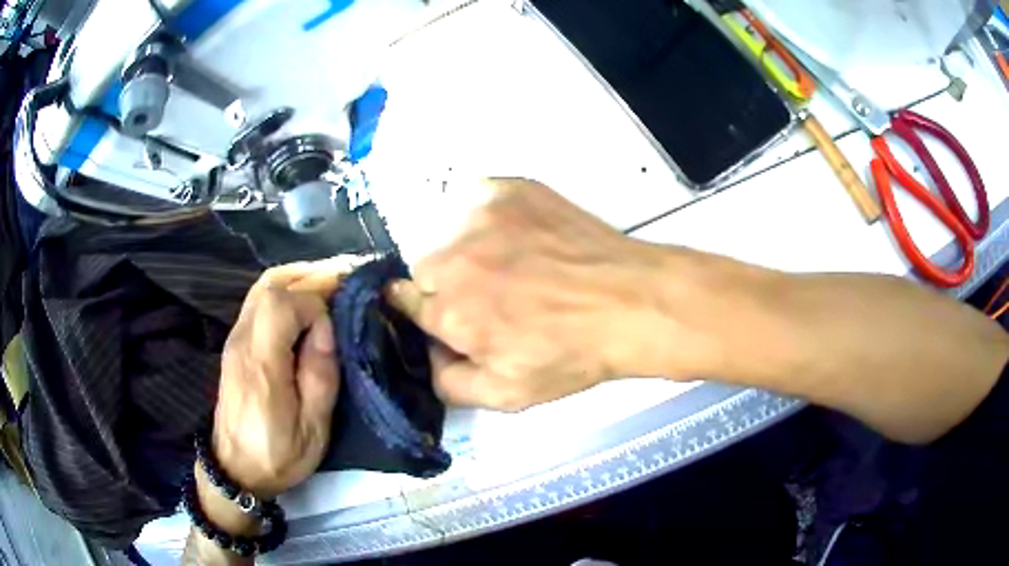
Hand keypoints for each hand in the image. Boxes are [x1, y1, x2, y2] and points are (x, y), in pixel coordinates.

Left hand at [211, 257, 364, 497]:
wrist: (234, 469)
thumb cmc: (278, 455)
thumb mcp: (312, 428)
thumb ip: (320, 376)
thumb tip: (326, 328)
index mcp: (262, 363)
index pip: (283, 304)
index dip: (316, 305)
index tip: (337, 327)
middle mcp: (243, 340)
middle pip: (271, 283)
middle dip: (312, 274)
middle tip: (347, 276)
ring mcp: (235, 338)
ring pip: (263, 286)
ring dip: (299, 276)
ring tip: (331, 281)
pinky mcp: (236, 342)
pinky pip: (259, 300)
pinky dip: (286, 289)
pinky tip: (306, 299)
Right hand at [386, 179, 693, 410]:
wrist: (629, 301)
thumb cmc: (572, 352)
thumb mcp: (508, 395)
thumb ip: (448, 383)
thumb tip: (428, 356)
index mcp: (448, 312)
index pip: (403, 302)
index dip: (425, 311)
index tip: (447, 313)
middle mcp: (454, 259)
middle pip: (424, 268)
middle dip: (445, 285)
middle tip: (490, 295)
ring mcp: (481, 217)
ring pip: (449, 234)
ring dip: (467, 250)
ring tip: (512, 264)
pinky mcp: (508, 190)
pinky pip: (475, 200)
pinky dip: (487, 217)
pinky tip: (520, 234)